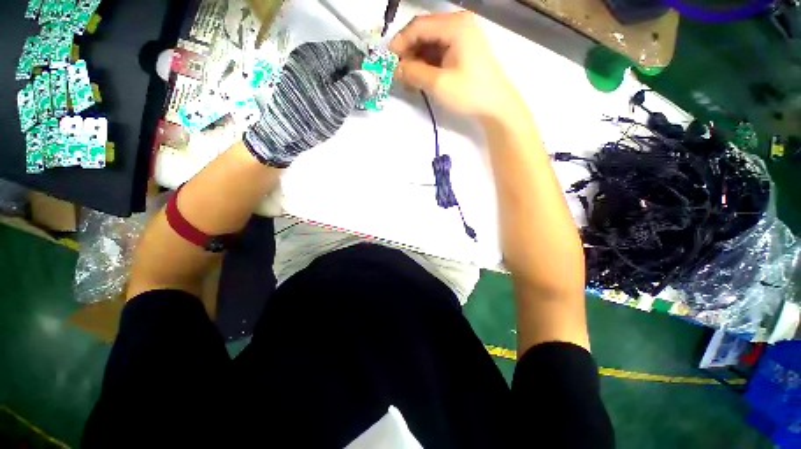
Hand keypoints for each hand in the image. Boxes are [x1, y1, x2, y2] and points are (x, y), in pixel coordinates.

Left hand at [244, 41, 377, 167]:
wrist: (283, 136)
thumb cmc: (312, 116)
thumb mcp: (339, 101)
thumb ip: (357, 85)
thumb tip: (372, 77)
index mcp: (316, 55)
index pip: (348, 50)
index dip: (363, 66)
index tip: (371, 84)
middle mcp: (307, 57)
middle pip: (339, 60)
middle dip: (355, 77)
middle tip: (365, 96)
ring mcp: (301, 71)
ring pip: (332, 72)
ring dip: (346, 86)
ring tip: (355, 103)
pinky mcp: (300, 84)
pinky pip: (323, 81)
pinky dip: (335, 90)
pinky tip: (341, 104)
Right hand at [390, 12, 520, 122]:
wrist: (497, 107)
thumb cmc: (470, 93)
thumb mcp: (439, 84)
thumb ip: (414, 73)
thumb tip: (396, 69)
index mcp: (455, 25)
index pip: (419, 26)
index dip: (401, 42)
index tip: (389, 60)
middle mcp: (459, 25)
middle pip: (425, 33)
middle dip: (409, 52)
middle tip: (399, 73)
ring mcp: (463, 38)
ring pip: (431, 44)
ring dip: (417, 60)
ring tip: (409, 80)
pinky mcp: (464, 51)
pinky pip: (440, 53)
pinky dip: (428, 65)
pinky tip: (422, 78)